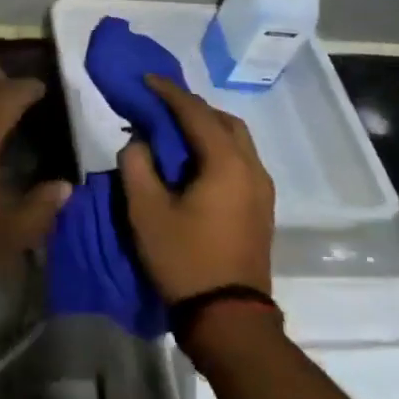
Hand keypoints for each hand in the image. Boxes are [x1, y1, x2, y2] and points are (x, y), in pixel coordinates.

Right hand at [120, 76, 274, 304]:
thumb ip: (137, 165)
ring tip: (173, 131)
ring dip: (206, 128)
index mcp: (226, 163)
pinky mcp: (261, 208)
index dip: (168, 92)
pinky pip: (240, 161)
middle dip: (191, 108)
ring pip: (236, 141)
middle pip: (224, 120)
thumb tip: (140, 141)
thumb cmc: (184, 259)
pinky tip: (193, 162)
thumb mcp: (146, 210)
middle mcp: (252, 168)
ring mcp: (262, 190)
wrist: (229, 319)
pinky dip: (217, 148)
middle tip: (159, 106)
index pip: (196, 112)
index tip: (146, 79)